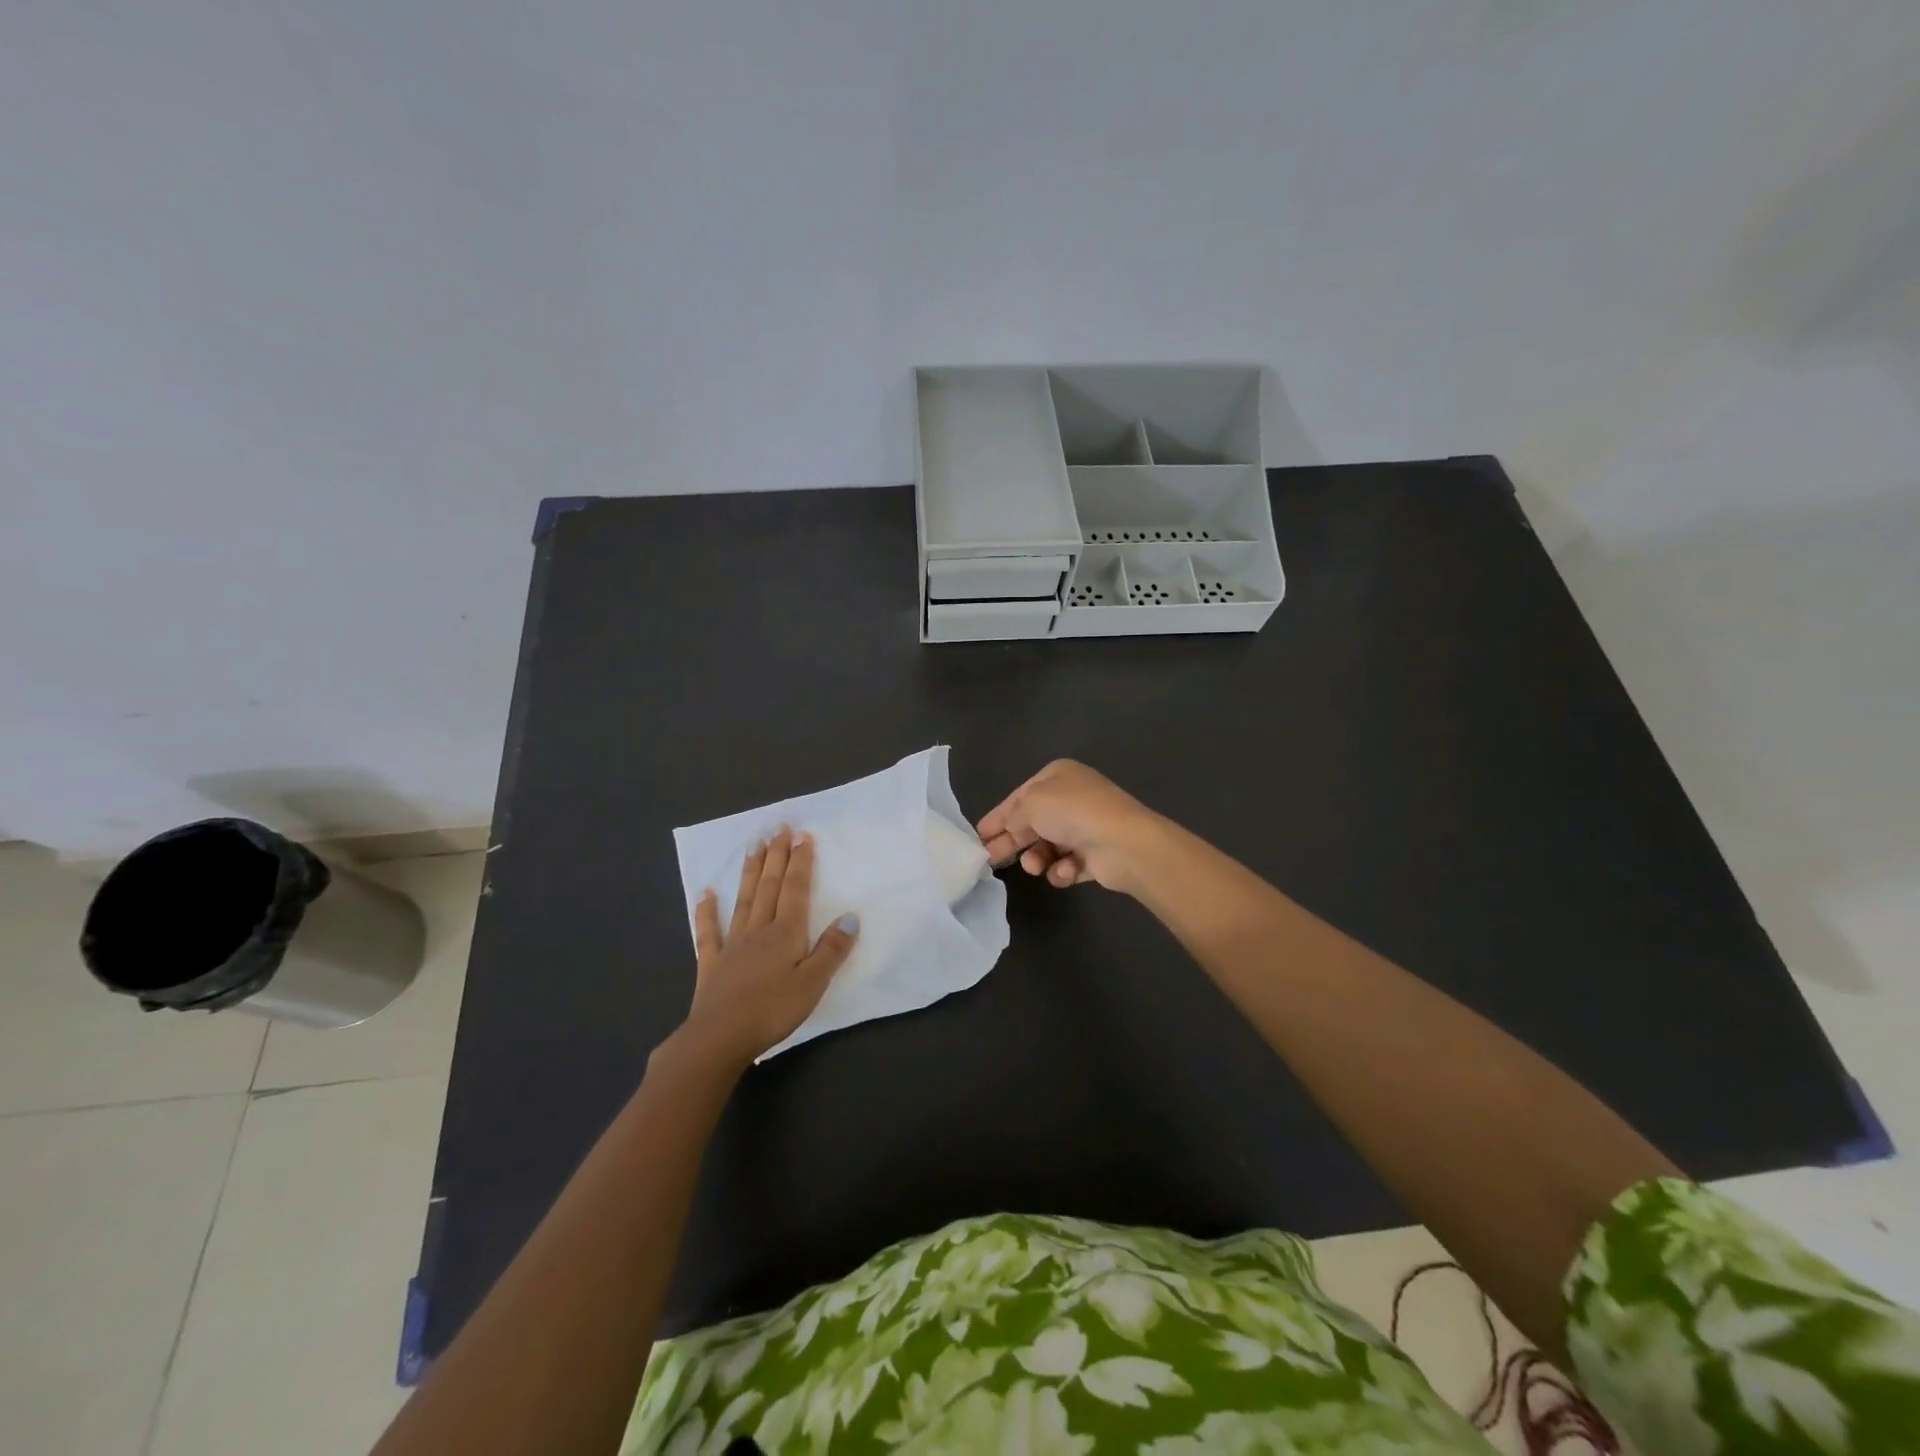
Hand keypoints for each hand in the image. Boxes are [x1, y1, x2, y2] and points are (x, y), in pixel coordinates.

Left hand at [678, 828, 858, 1067]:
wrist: (719, 1038)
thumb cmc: (772, 1011)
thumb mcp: (813, 983)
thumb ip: (832, 949)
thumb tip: (850, 916)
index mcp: (786, 933)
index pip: (796, 889)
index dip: (801, 862)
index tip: (803, 835)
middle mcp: (759, 930)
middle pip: (769, 886)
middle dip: (777, 856)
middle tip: (779, 827)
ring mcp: (733, 944)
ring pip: (744, 900)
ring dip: (750, 872)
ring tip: (754, 845)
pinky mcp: (712, 964)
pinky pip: (709, 932)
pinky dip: (707, 911)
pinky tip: (706, 893)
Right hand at [976, 760, 1163, 894]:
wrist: (1123, 843)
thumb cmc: (1072, 812)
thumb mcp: (1030, 804)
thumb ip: (1012, 816)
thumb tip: (1010, 827)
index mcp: (1057, 776)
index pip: (1019, 797)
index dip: (997, 817)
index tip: (978, 836)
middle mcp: (1072, 798)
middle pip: (1032, 823)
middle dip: (1012, 841)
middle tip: (989, 859)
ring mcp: (1086, 827)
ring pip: (1048, 846)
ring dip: (1038, 858)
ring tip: (1036, 866)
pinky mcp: (1096, 855)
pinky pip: (1068, 865)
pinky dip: (1063, 870)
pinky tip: (1067, 871)